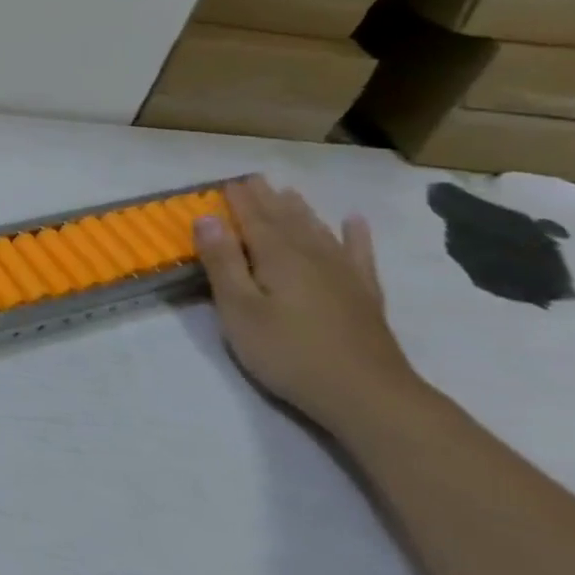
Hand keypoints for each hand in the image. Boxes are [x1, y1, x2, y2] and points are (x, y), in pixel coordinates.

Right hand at [194, 177, 427, 435]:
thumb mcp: (239, 310)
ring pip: (318, 231)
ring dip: (301, 210)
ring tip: (289, 193)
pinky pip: (359, 255)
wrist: (367, 395)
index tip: (227, 181)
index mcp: (277, 257)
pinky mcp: (364, 296)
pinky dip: (355, 236)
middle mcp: (312, 256)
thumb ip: (222, 263)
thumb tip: (206, 217)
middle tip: (254, 179)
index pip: (253, 219)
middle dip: (267, 199)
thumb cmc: (288, 352)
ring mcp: (343, 275)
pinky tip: (354, 222)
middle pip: (286, 220)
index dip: (239, 200)